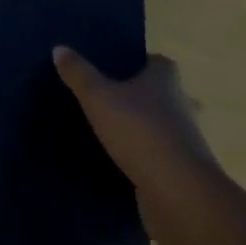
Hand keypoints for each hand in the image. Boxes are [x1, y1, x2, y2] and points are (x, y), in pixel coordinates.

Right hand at [53, 49, 218, 181]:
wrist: (180, 196)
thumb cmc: (140, 131)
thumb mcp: (98, 97)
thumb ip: (78, 73)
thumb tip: (59, 48)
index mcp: (165, 80)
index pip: (157, 62)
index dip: (140, 62)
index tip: (117, 67)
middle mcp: (182, 106)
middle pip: (163, 94)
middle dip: (142, 96)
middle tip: (111, 97)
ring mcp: (186, 143)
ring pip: (163, 127)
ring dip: (145, 129)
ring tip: (113, 130)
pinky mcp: (183, 175)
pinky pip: (160, 158)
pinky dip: (146, 158)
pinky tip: (123, 162)